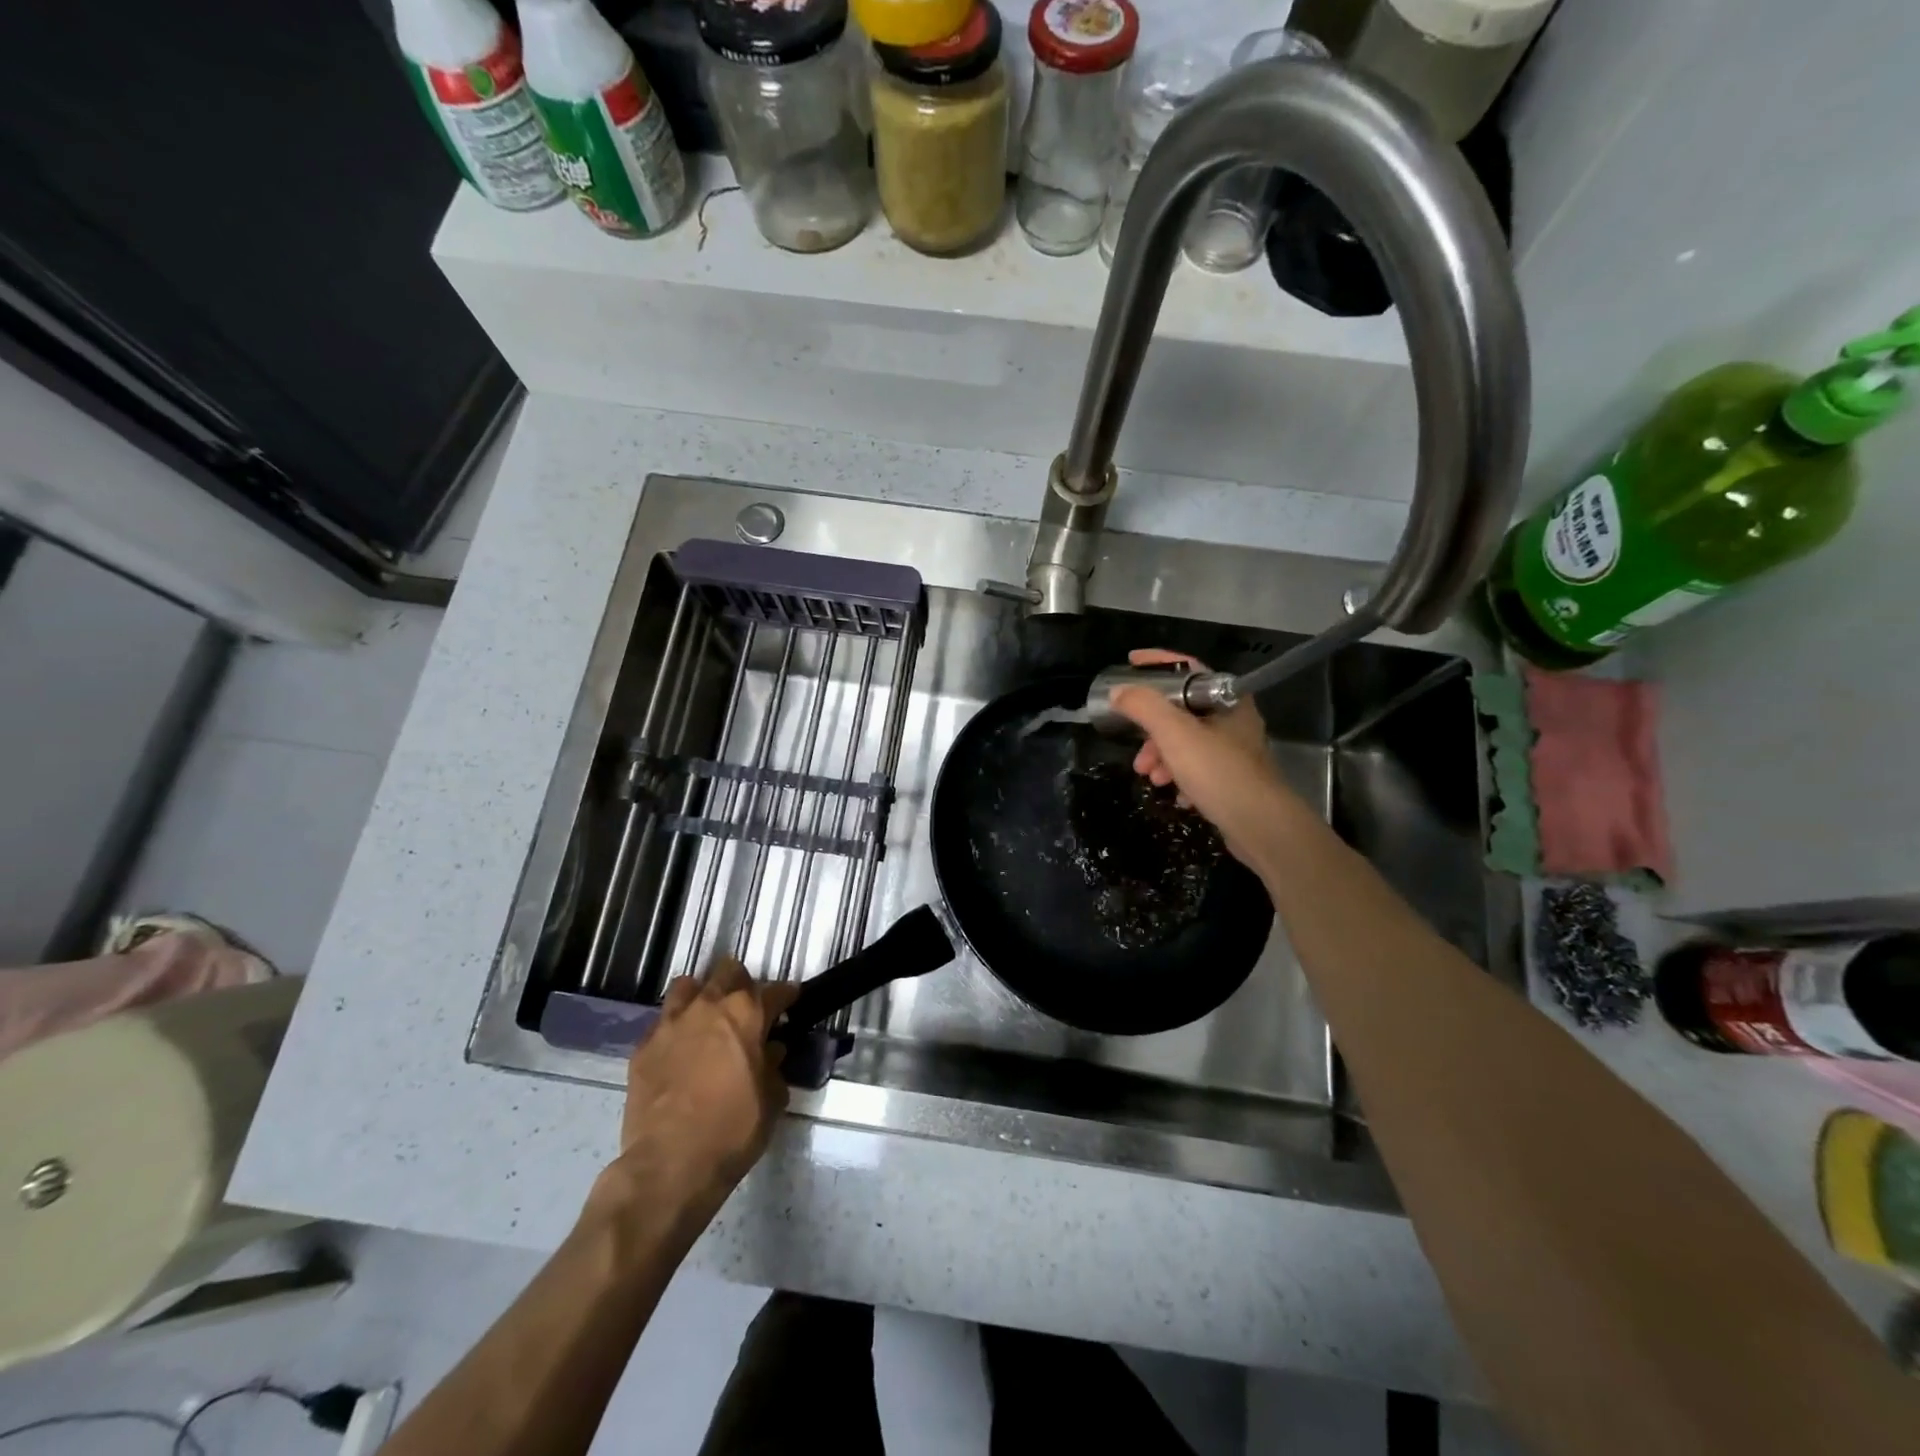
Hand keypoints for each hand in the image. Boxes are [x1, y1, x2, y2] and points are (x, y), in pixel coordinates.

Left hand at [603, 958, 798, 1226]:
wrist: (669, 1164)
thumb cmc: (732, 1130)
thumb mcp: (771, 1100)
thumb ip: (773, 1067)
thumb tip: (771, 1052)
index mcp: (746, 1014)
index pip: (774, 991)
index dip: (786, 995)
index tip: (790, 999)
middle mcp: (709, 1007)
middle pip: (728, 972)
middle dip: (741, 983)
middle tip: (747, 1006)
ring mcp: (671, 1023)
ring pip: (687, 986)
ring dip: (702, 995)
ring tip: (707, 1016)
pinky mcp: (643, 1046)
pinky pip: (662, 1022)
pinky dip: (675, 1028)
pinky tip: (679, 1048)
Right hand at [1109, 648, 1299, 866]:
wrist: (1260, 826)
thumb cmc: (1217, 771)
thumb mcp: (1174, 733)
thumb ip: (1144, 707)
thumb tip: (1119, 692)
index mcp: (1227, 699)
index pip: (1188, 668)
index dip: (1157, 663)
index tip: (1129, 664)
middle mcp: (1234, 721)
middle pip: (1182, 712)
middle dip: (1153, 730)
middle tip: (1138, 750)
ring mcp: (1236, 752)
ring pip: (1188, 744)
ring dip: (1163, 758)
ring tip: (1151, 778)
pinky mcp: (1234, 781)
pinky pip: (1199, 770)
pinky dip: (1181, 778)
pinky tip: (1177, 795)